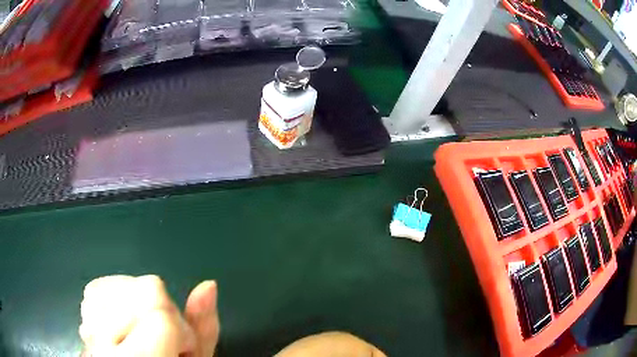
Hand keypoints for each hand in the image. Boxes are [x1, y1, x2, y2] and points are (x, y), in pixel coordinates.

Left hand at [80, 275, 219, 356]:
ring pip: (121, 282)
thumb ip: (204, 331)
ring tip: (145, 333)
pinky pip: (102, 287)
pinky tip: (125, 322)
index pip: (161, 316)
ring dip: (141, 303)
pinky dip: (119, 298)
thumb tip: (208, 285)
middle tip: (165, 343)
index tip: (183, 349)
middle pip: (142, 290)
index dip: (183, 330)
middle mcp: (103, 345)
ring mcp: (88, 328)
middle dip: (163, 311)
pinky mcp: (82, 314)